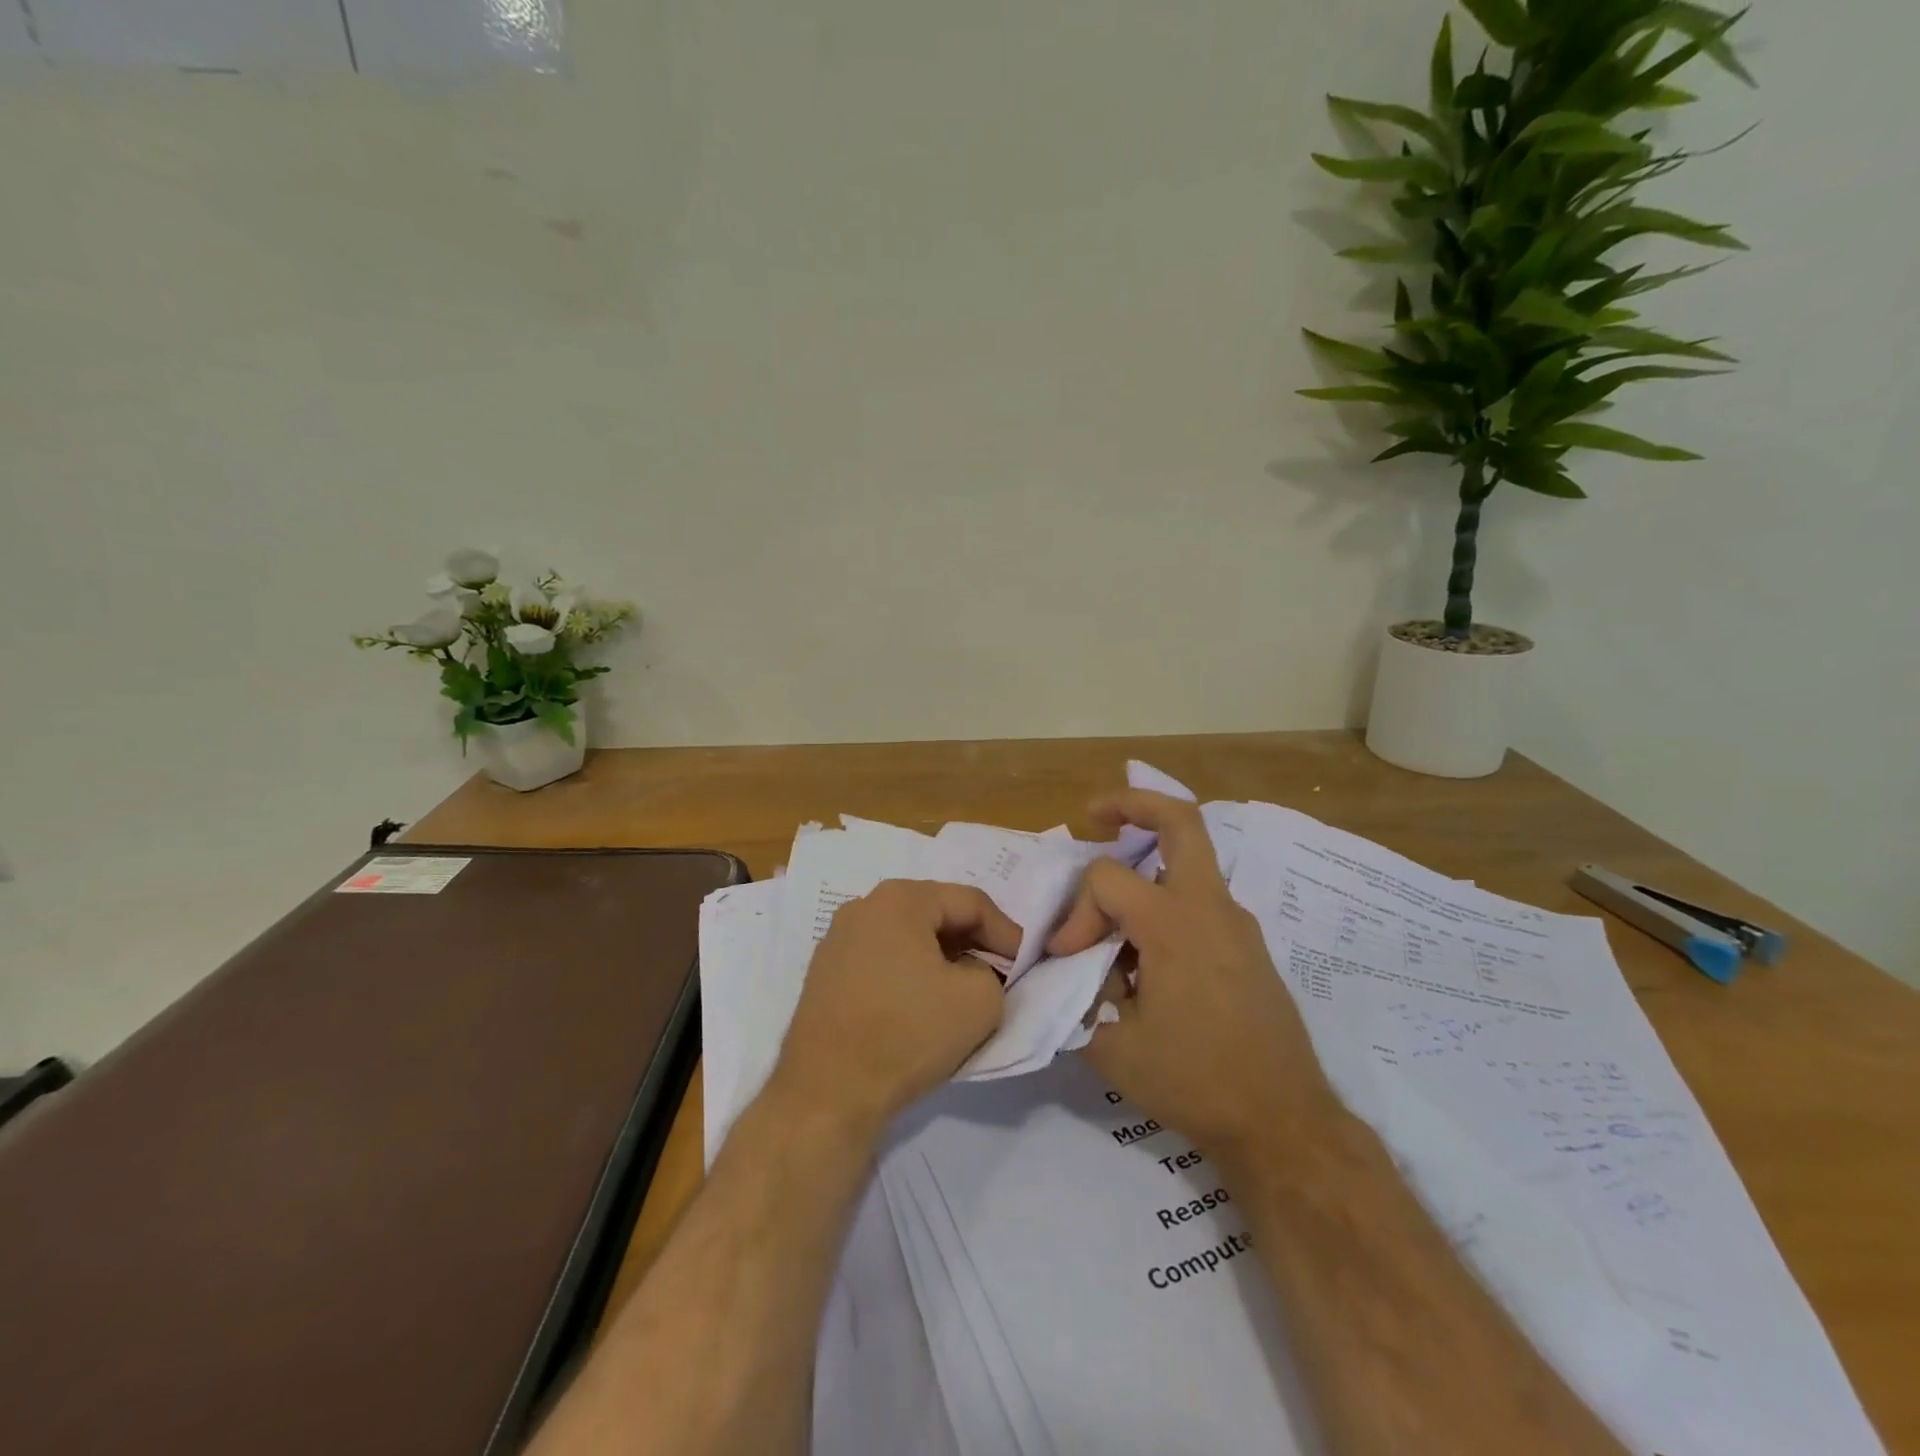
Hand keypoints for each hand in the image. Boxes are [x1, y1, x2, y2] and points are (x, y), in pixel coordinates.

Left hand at [771, 879, 1018, 1132]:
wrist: (828, 1093)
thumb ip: (993, 972)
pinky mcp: (825, 975)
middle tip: (1000, 974)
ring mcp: (838, 940)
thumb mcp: (980, 1000)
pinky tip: (923, 1006)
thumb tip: (972, 971)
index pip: (971, 902)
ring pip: (908, 938)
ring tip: (965, 990)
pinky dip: (910, 975)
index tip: (1026, 965)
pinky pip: (882, 961)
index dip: (1007, 932)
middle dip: (973, 942)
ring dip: (942, 959)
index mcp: (900, 898)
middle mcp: (863, 907)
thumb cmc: (907, 1033)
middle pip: (936, 914)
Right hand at [1048, 791, 1339, 1159]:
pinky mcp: (1248, 948)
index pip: (1107, 879)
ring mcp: (1237, 924)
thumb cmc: (1195, 1082)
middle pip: (1181, 821)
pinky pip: (1200, 901)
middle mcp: (1211, 908)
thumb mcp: (1112, 1044)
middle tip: (1095, 816)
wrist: (1283, 1123)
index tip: (1066, 958)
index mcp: (1174, 923)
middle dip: (1134, 804)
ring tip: (1110, 911)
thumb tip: (1077, 967)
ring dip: (1146, 867)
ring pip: (1190, 862)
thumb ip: (1081, 993)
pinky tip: (1145, 954)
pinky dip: (1166, 904)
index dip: (1076, 912)